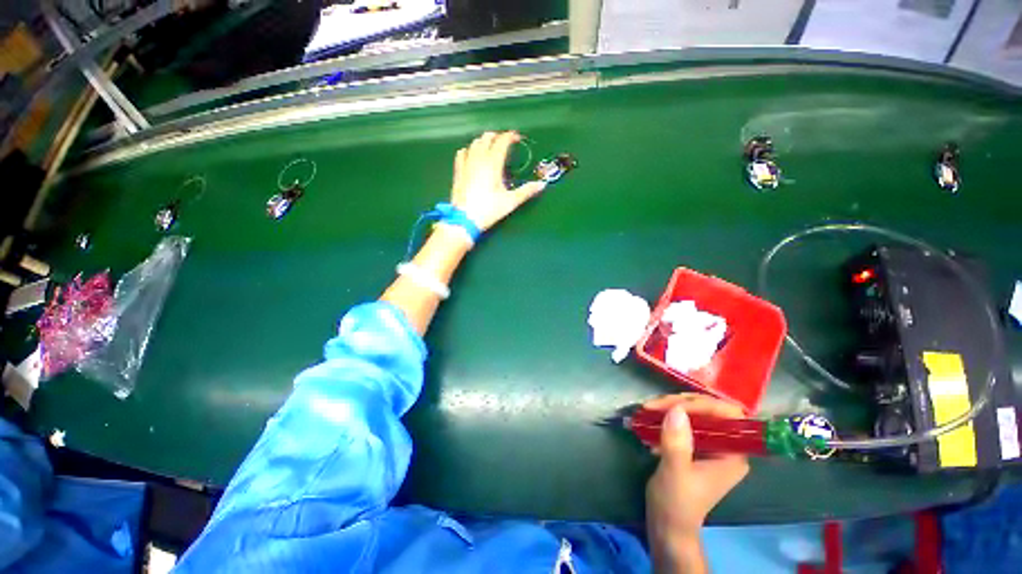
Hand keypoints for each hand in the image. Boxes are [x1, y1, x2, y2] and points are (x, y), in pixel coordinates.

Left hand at [450, 131, 546, 231]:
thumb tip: (542, 184)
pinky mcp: (458, 171)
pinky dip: (469, 150)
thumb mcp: (510, 202)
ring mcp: (466, 164)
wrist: (465, 219)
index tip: (517, 138)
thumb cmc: (489, 210)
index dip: (510, 136)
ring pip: (474, 143)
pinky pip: (462, 153)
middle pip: (487, 138)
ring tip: (490, 147)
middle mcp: (479, 159)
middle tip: (505, 142)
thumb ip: (526, 191)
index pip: (502, 142)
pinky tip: (472, 155)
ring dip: (484, 141)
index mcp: (493, 164)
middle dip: (497, 136)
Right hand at [645, 394, 749, 569]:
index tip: (672, 405)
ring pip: (694, 414)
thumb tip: (676, 409)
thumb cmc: (676, 503)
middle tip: (652, 405)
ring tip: (647, 411)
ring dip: (669, 409)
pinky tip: (648, 424)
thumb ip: (677, 442)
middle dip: (680, 404)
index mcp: (733, 454)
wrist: (667, 525)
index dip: (702, 404)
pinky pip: (683, 423)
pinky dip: (665, 418)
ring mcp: (710, 446)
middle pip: (708, 411)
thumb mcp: (675, 472)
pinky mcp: (694, 447)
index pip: (728, 416)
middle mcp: (726, 447)